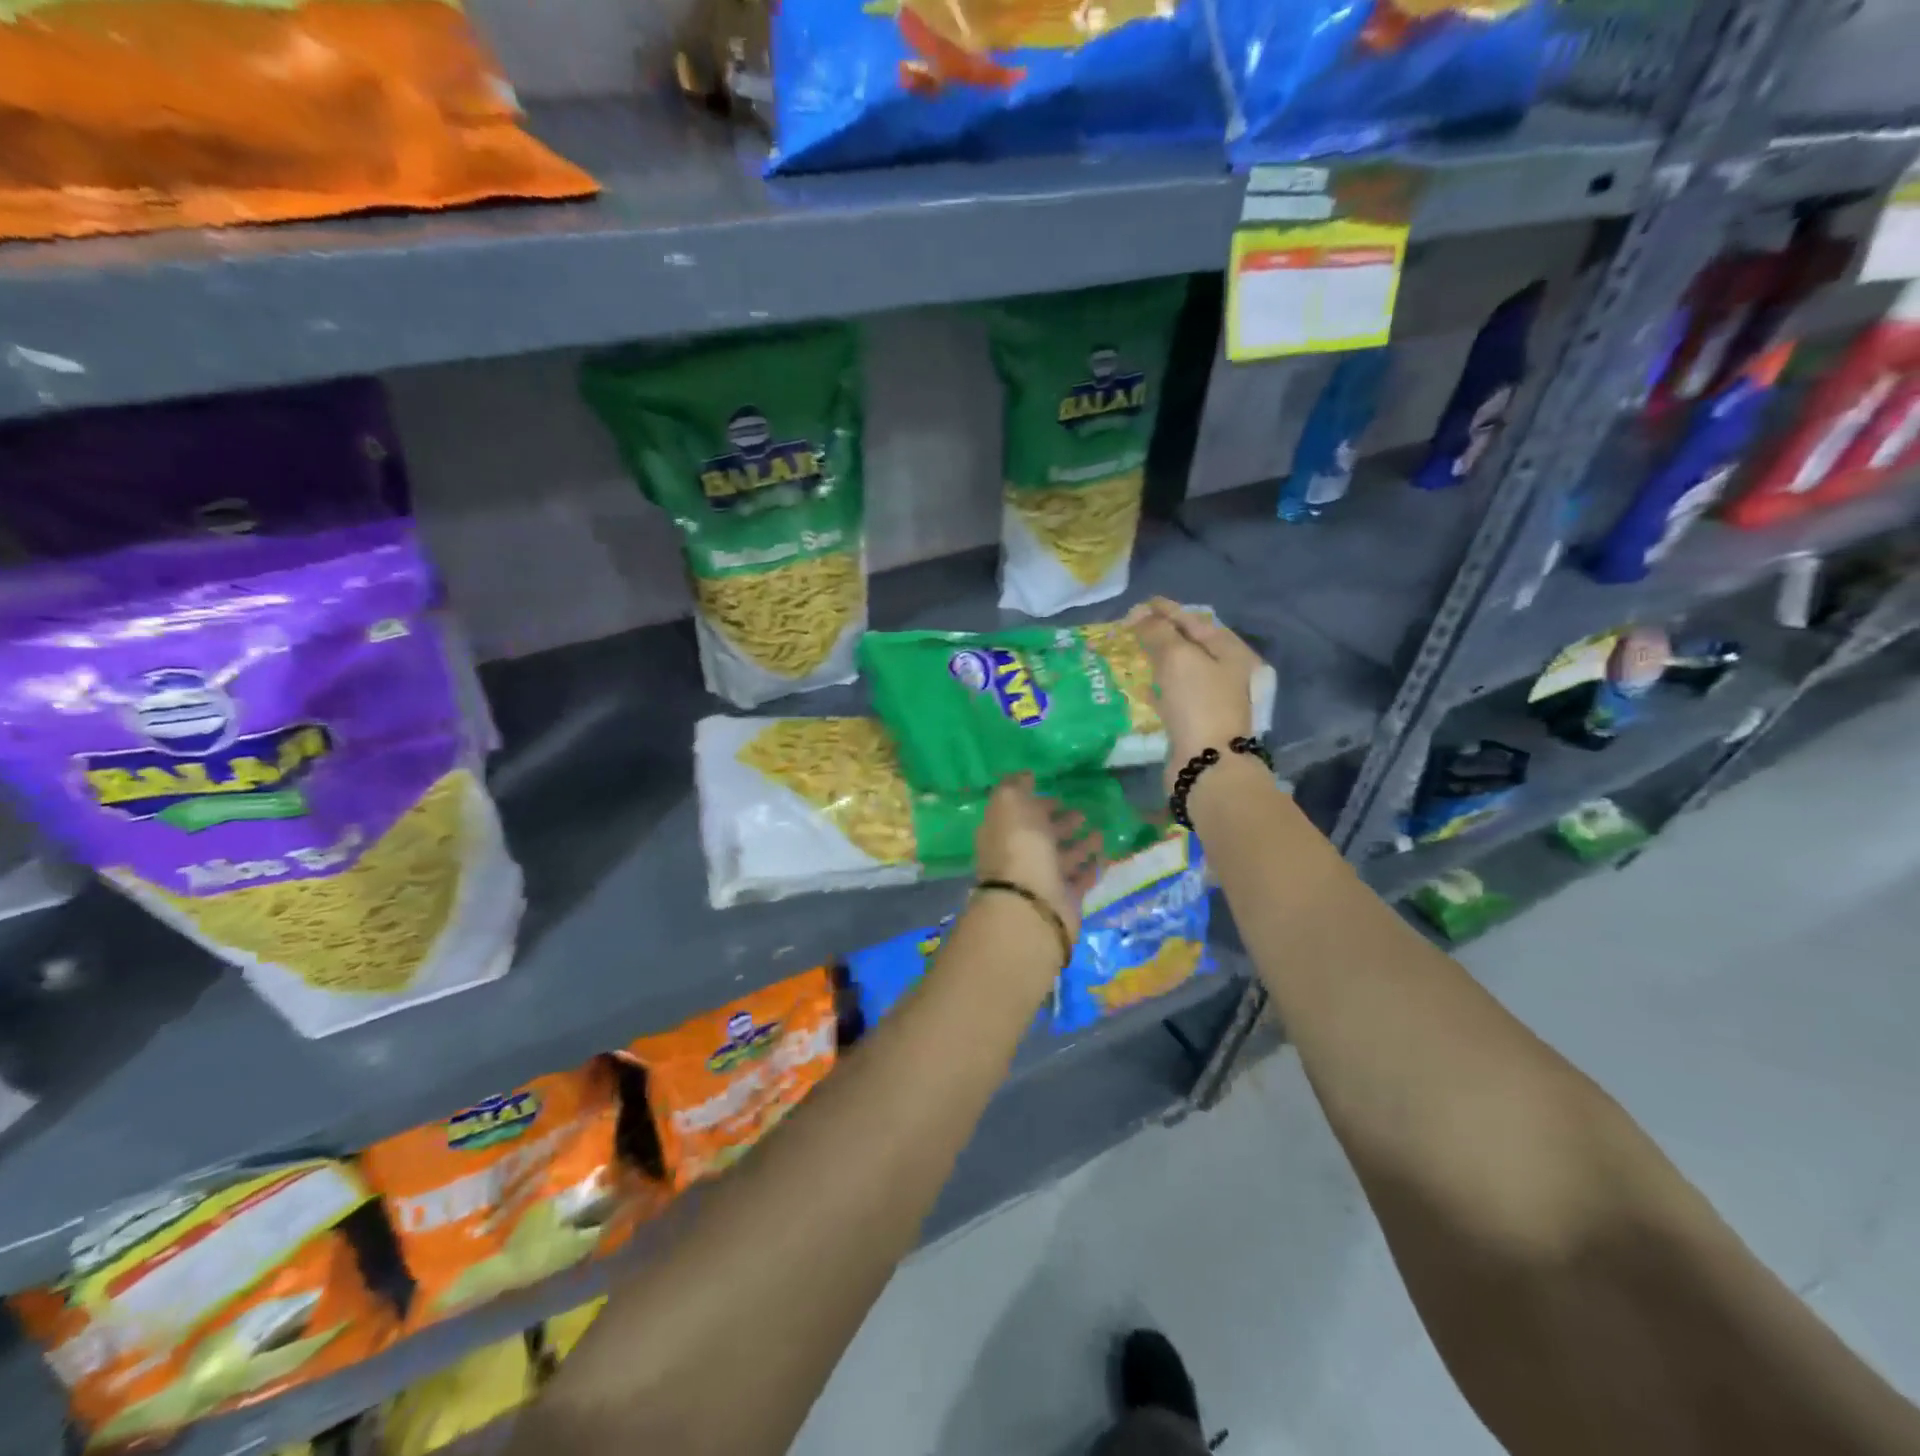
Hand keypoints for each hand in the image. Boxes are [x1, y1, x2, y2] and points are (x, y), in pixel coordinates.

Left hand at [974, 774, 1103, 940]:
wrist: (1033, 902)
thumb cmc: (1019, 845)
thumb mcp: (1010, 803)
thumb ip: (1015, 786)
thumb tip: (1025, 776)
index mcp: (1001, 833)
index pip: (1017, 815)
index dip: (1035, 803)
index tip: (1056, 794)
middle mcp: (1018, 857)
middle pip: (1040, 837)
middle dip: (1059, 823)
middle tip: (1082, 812)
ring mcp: (1040, 880)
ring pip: (1061, 858)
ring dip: (1079, 845)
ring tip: (1099, 832)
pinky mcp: (1063, 900)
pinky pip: (1079, 880)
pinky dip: (1090, 868)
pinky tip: (1103, 857)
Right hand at [1124, 597, 1261, 789]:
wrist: (1206, 763)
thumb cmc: (1197, 703)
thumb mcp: (1178, 658)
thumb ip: (1159, 632)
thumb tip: (1142, 618)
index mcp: (1229, 651)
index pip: (1194, 620)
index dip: (1166, 610)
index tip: (1138, 605)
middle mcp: (1225, 672)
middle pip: (1189, 643)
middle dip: (1161, 633)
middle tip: (1131, 627)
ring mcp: (1210, 698)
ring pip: (1180, 669)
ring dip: (1157, 658)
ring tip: (1132, 651)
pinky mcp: (1194, 720)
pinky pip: (1173, 693)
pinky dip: (1157, 685)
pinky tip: (1141, 684)